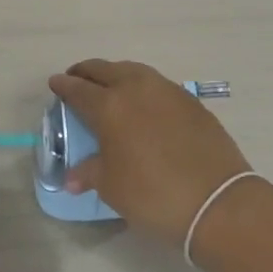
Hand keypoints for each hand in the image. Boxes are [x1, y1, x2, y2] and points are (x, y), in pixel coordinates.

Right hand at [47, 59, 252, 242]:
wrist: (217, 201)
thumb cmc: (153, 195)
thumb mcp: (112, 187)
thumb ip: (89, 173)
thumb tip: (72, 177)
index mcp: (110, 106)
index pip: (78, 89)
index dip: (64, 86)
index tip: (55, 83)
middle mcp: (136, 88)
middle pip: (105, 70)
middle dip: (87, 72)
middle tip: (77, 79)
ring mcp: (167, 90)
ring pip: (133, 71)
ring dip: (116, 74)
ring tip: (109, 87)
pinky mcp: (191, 101)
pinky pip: (157, 84)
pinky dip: (142, 87)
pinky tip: (143, 103)